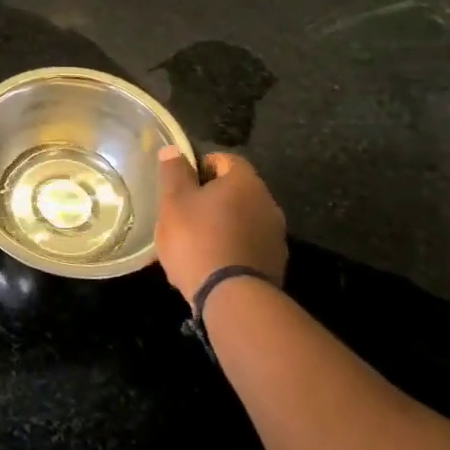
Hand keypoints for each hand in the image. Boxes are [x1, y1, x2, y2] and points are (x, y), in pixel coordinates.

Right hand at [155, 148, 288, 302]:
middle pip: (235, 191)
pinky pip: (247, 246)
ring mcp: (275, 236)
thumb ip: (174, 172)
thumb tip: (174, 150)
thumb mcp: (174, 201)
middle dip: (210, 198)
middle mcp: (268, 203)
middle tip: (184, 213)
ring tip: (194, 243)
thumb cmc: (197, 240)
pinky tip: (210, 264)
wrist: (232, 298)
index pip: (224, 159)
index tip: (181, 184)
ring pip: (241, 220)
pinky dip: (231, 248)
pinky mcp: (275, 264)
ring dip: (221, 224)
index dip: (200, 166)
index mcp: (245, 182)